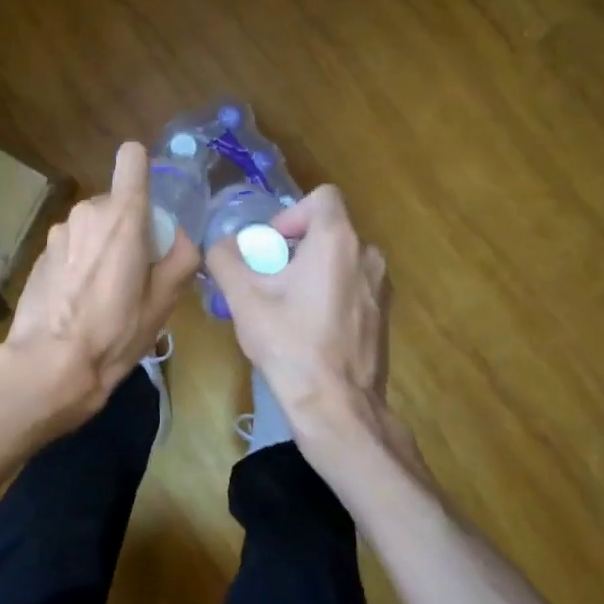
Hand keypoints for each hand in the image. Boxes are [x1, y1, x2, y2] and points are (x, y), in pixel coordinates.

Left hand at [3, 142, 200, 423]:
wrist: (49, 364)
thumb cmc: (115, 332)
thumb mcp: (164, 301)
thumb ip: (182, 256)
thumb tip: (180, 236)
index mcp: (123, 215)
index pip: (132, 158)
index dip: (144, 170)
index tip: (152, 203)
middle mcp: (88, 211)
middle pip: (118, 201)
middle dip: (131, 225)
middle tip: (137, 271)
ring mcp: (59, 231)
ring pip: (94, 224)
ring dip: (104, 244)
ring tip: (108, 291)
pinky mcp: (42, 252)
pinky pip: (74, 243)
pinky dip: (82, 260)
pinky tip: (81, 299)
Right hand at [205, 185, 422, 479]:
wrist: (337, 407)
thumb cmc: (290, 344)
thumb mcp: (244, 299)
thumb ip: (225, 259)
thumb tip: (221, 245)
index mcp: (338, 241)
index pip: (322, 197)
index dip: (290, 214)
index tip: (271, 247)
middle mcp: (368, 255)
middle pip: (327, 230)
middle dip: (294, 247)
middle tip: (268, 281)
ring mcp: (380, 287)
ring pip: (340, 260)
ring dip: (311, 272)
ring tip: (286, 307)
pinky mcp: (383, 315)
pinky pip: (352, 286)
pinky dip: (330, 294)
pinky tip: (309, 330)